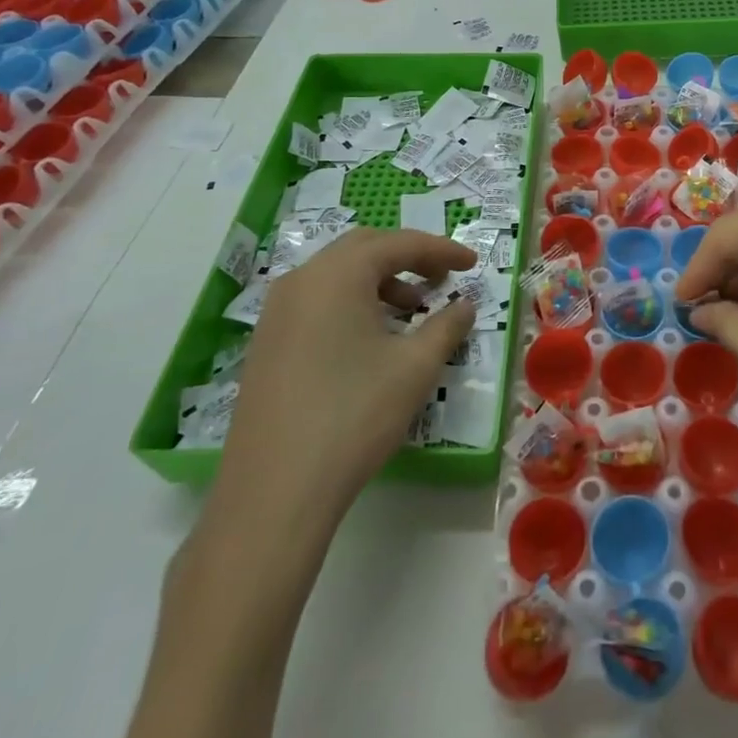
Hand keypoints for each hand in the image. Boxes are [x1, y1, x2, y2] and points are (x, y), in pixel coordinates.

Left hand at [211, 228, 477, 531]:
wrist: (274, 493)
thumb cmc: (354, 416)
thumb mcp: (415, 367)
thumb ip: (447, 326)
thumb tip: (465, 306)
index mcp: (337, 274)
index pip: (400, 244)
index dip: (442, 250)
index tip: (472, 263)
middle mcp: (302, 280)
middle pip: (364, 248)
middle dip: (408, 257)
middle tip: (441, 279)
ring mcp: (277, 312)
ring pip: (337, 274)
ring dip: (379, 280)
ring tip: (410, 311)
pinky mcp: (266, 343)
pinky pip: (316, 300)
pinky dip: (351, 301)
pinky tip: (370, 339)